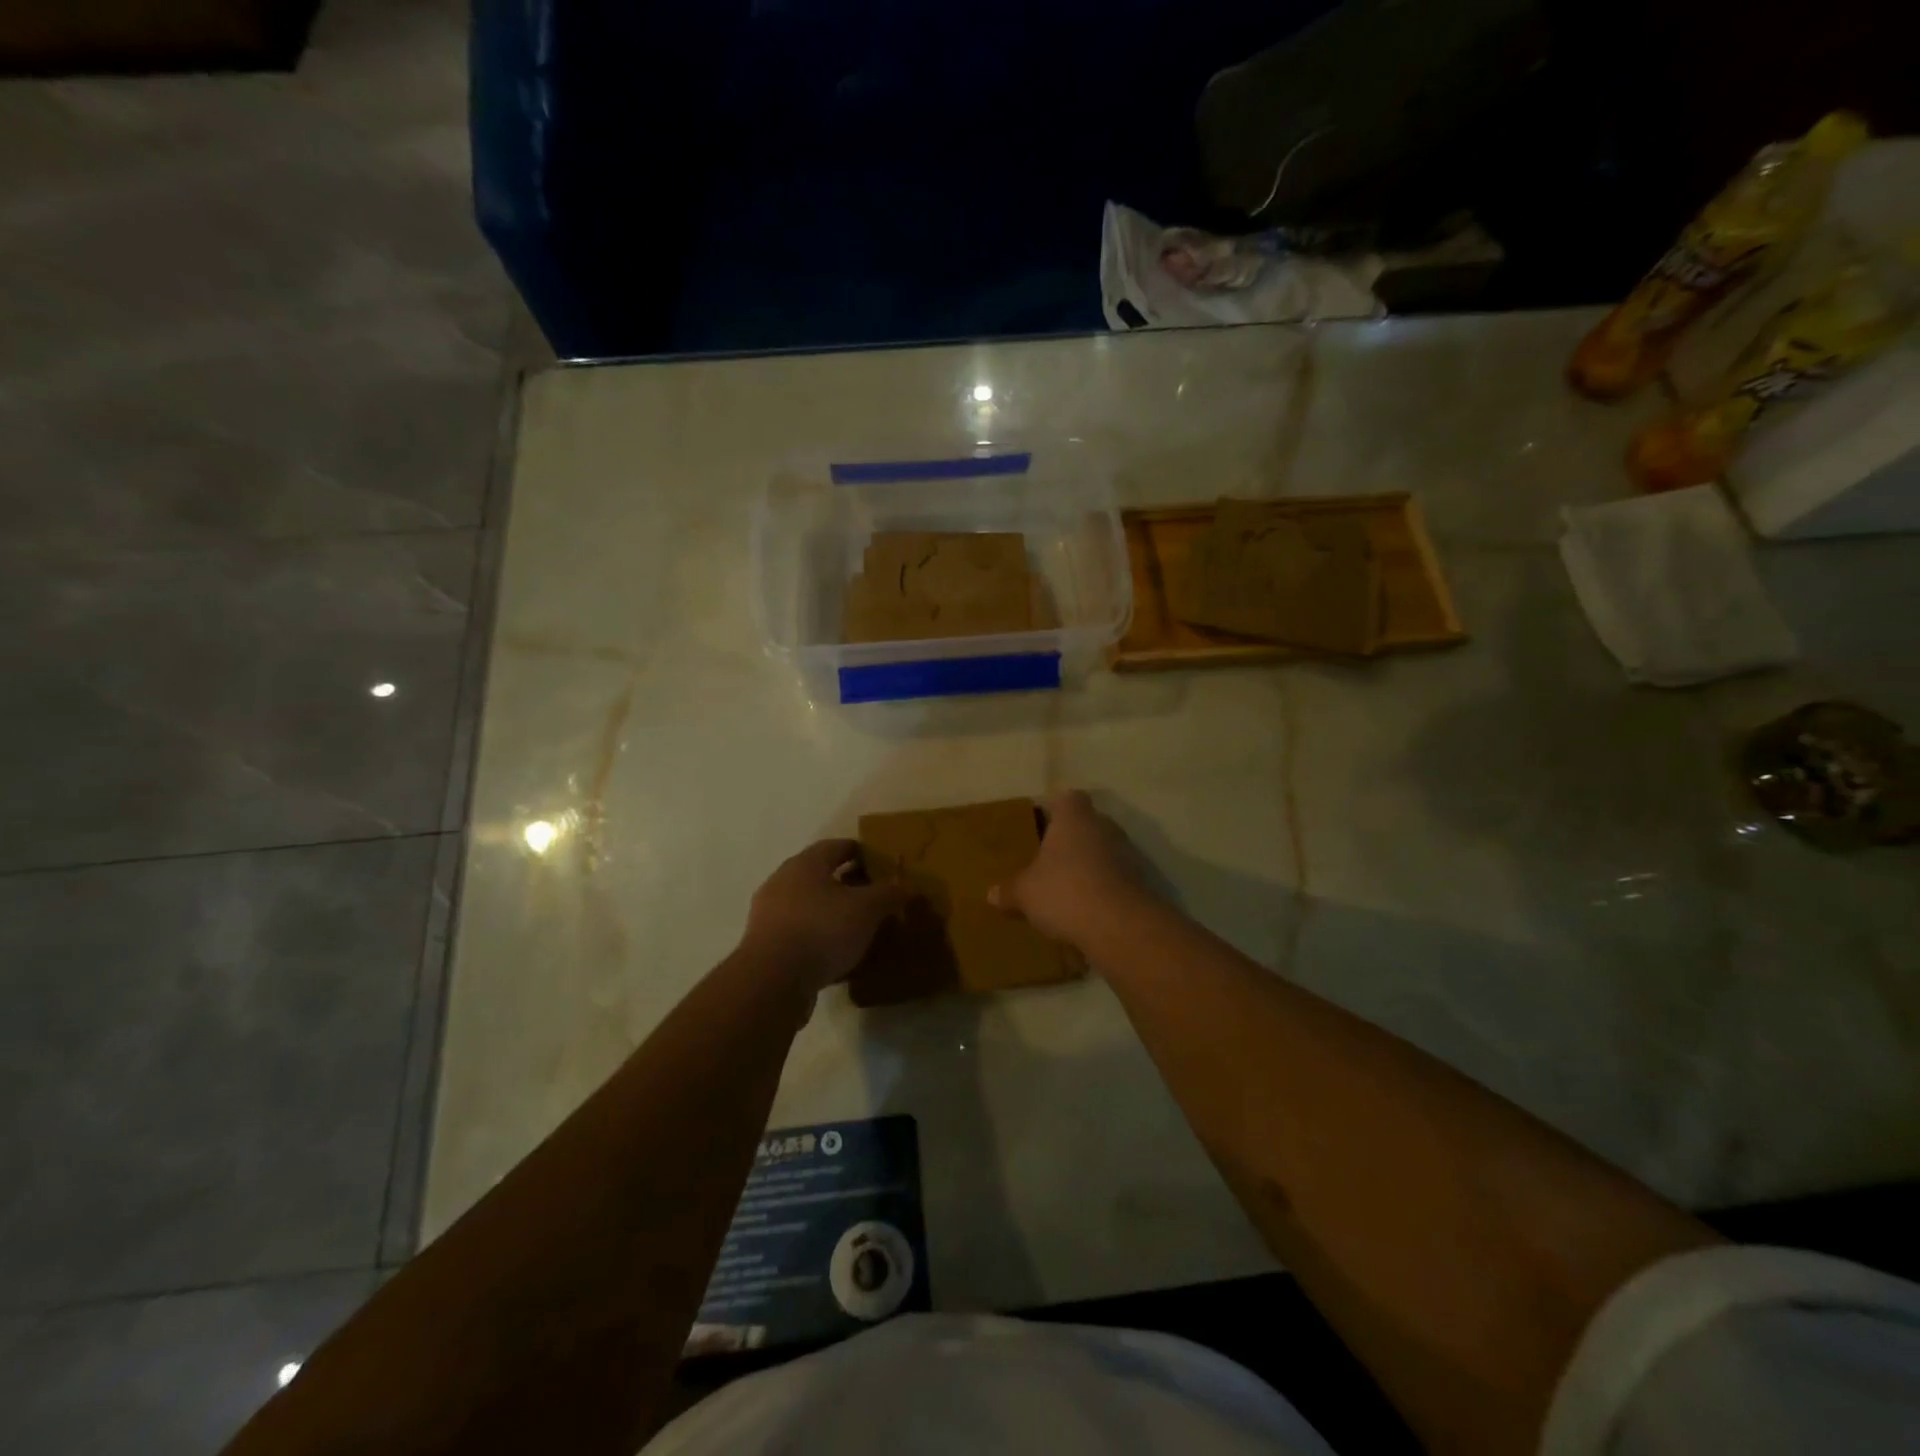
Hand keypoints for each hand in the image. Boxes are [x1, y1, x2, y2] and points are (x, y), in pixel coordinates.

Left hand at [742, 840, 911, 990]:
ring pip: (808, 906)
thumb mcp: (866, 909)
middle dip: (844, 883)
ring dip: (830, 912)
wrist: (773, 980)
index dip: (857, 850)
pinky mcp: (765, 946)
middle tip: (871, 894)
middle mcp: (782, 882)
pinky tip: (838, 954)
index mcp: (805, 864)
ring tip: (857, 926)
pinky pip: (800, 934)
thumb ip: (887, 893)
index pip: (834, 847)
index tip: (876, 860)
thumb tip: (904, 885)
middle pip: (818, 876)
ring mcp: (769, 915)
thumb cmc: (822, 929)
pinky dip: (819, 938)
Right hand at [989, 790, 1156, 949]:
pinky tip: (1089, 908)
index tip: (1042, 824)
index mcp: (1074, 818)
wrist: (1120, 926)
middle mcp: (1104, 827)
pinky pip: (1117, 877)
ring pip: (1104, 850)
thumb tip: (991, 894)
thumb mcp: (1025, 894)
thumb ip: (1009, 891)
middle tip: (1050, 859)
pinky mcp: (1141, 881)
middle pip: (1088, 824)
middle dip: (1072, 839)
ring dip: (1091, 864)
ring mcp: (1128, 853)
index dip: (1055, 809)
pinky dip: (1105, 887)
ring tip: (1069, 887)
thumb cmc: (1065, 892)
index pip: (1068, 798)